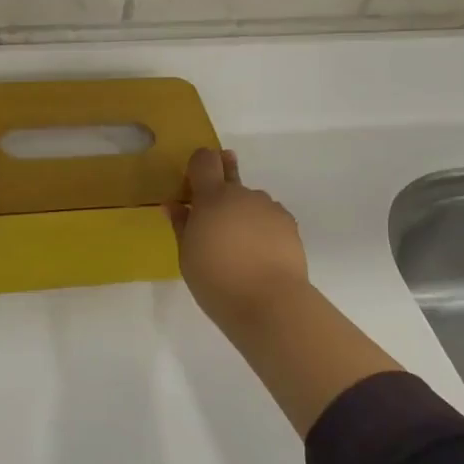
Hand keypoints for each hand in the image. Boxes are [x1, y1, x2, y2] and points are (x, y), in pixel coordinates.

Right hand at [168, 149, 310, 327]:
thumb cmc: (216, 280)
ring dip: (243, 210)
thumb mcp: (187, 256)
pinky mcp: (289, 224)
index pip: (204, 160)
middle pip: (230, 171)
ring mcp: (268, 207)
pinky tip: (260, 251)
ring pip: (251, 199)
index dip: (199, 164)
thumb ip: (182, 225)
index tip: (193, 180)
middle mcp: (242, 194)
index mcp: (212, 197)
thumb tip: (175, 205)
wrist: (269, 303)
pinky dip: (262, 226)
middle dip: (223, 175)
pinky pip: (269, 215)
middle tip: (216, 197)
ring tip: (240, 242)